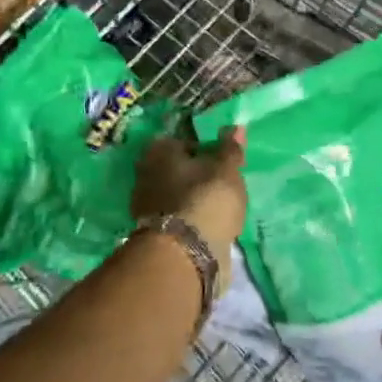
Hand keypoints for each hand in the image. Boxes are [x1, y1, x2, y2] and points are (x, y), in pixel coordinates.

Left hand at [130, 128, 247, 258]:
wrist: (185, 255)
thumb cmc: (206, 199)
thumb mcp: (226, 169)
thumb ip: (230, 148)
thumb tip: (235, 127)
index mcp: (159, 150)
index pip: (182, 140)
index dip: (204, 148)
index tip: (221, 160)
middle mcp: (146, 173)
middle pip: (176, 168)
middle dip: (196, 174)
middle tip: (221, 183)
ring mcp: (145, 205)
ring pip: (175, 194)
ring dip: (192, 198)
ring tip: (218, 206)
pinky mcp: (152, 233)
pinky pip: (177, 216)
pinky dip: (190, 218)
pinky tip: (208, 225)